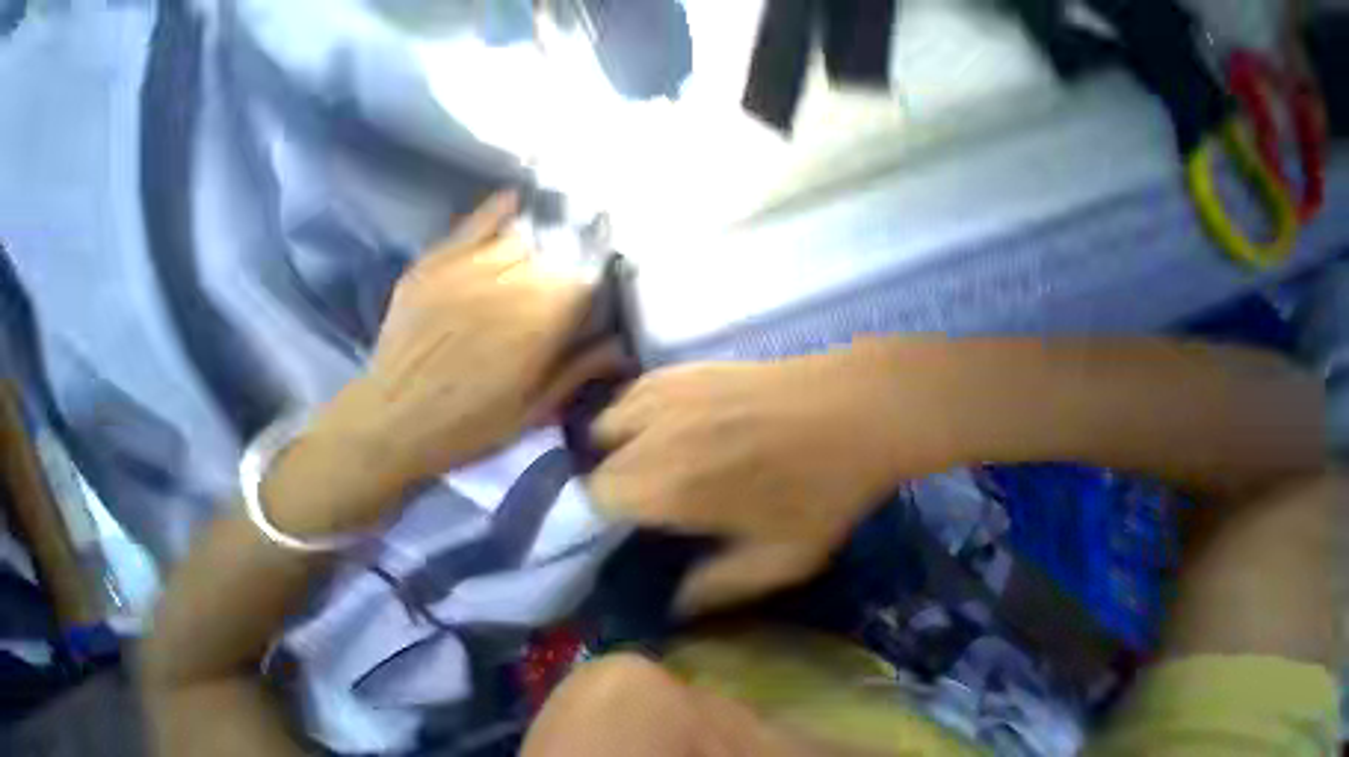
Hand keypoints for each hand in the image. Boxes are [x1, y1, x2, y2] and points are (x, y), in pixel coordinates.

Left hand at [265, 193, 617, 535]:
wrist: (388, 423)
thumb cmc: (473, 424)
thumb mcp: (537, 409)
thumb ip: (581, 371)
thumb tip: (622, 347)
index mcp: (535, 331)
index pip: (581, 284)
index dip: (601, 272)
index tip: (615, 268)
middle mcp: (505, 292)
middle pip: (555, 257)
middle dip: (579, 251)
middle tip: (594, 249)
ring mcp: (463, 274)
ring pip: (520, 240)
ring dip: (548, 236)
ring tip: (566, 229)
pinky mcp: (431, 268)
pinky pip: (471, 228)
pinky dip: (496, 212)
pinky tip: (517, 200)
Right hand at [589, 343, 940, 612]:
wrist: (848, 409)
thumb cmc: (820, 486)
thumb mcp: (781, 559)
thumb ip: (719, 587)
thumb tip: (675, 603)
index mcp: (671, 485)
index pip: (599, 497)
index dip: (606, 513)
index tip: (627, 521)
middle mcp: (655, 433)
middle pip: (599, 458)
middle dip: (613, 480)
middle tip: (643, 491)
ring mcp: (668, 393)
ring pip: (609, 419)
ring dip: (618, 442)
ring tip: (648, 453)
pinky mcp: (683, 369)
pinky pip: (635, 391)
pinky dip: (635, 410)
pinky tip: (663, 420)